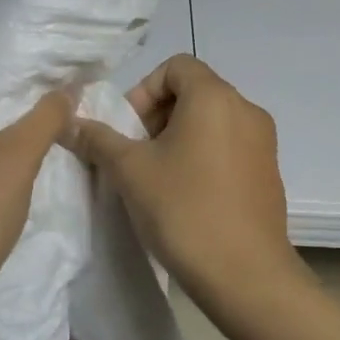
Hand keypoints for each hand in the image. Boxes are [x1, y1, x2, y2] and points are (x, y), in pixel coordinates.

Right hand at [67, 55, 303, 310]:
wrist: (245, 274)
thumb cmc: (184, 210)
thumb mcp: (130, 172)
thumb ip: (98, 140)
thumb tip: (69, 123)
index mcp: (215, 97)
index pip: (176, 66)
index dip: (143, 90)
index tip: (129, 130)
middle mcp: (247, 109)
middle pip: (195, 92)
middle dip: (158, 116)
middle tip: (137, 155)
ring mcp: (264, 142)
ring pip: (213, 122)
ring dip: (180, 138)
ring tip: (158, 179)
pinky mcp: (269, 172)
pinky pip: (231, 147)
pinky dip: (205, 157)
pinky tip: (188, 196)